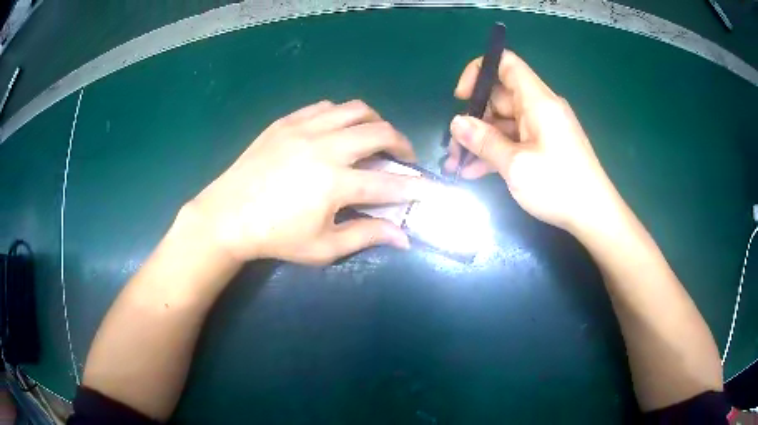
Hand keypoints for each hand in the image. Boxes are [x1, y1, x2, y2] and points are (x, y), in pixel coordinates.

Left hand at [187, 100, 430, 264]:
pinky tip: (338, 129)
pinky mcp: (286, 122)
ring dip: (374, 121)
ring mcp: (304, 129)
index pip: (389, 183)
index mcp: (334, 183)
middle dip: (401, 143)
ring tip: (374, 136)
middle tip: (403, 157)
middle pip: (379, 132)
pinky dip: (341, 115)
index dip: (416, 187)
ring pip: (354, 109)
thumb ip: (366, 236)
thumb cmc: (275, 237)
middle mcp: (324, 147)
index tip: (431, 188)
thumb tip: (403, 236)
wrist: (227, 216)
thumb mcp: (322, 247)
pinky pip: (324, 107)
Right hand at [445, 52, 621, 232]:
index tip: (462, 98)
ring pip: (504, 123)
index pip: (506, 64)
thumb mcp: (516, 165)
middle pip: (499, 98)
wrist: (595, 215)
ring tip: (457, 165)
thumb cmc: (559, 186)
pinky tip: (475, 172)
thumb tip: (457, 123)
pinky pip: (515, 140)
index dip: (479, 71)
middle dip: (473, 120)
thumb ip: (484, 141)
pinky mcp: (544, 146)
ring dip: (481, 142)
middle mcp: (540, 108)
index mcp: (537, 101)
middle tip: (453, 147)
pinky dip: (496, 152)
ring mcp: (543, 128)